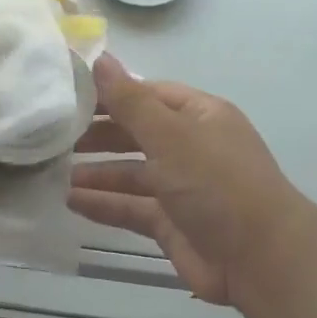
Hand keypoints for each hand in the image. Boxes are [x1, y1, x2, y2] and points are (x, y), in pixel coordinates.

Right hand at [68, 54, 299, 305]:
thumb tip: (99, 57)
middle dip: (99, 135)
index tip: (68, 95)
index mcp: (199, 115)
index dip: (110, 94)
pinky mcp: (173, 224)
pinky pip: (132, 207)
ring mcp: (182, 188)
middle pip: (137, 133)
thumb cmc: (216, 183)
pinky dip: (104, 204)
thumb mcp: (170, 135)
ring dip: (97, 172)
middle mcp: (191, 147)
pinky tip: (70, 202)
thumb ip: (130, 100)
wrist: (261, 260)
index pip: (148, 94)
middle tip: (55, 136)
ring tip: (54, 172)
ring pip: (132, 173)